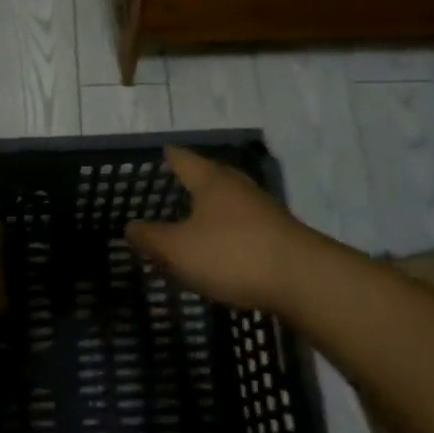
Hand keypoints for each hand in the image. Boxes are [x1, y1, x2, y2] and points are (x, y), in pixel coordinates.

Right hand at [125, 147, 319, 313]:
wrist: (303, 279)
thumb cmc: (232, 254)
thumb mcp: (178, 249)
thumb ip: (151, 238)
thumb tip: (130, 226)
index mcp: (211, 182)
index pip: (184, 159)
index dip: (170, 156)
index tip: (161, 152)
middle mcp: (238, 187)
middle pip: (212, 175)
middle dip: (194, 179)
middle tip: (175, 182)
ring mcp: (263, 210)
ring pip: (230, 200)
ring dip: (212, 207)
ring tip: (195, 216)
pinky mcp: (278, 234)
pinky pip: (244, 224)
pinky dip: (228, 229)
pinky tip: (222, 245)